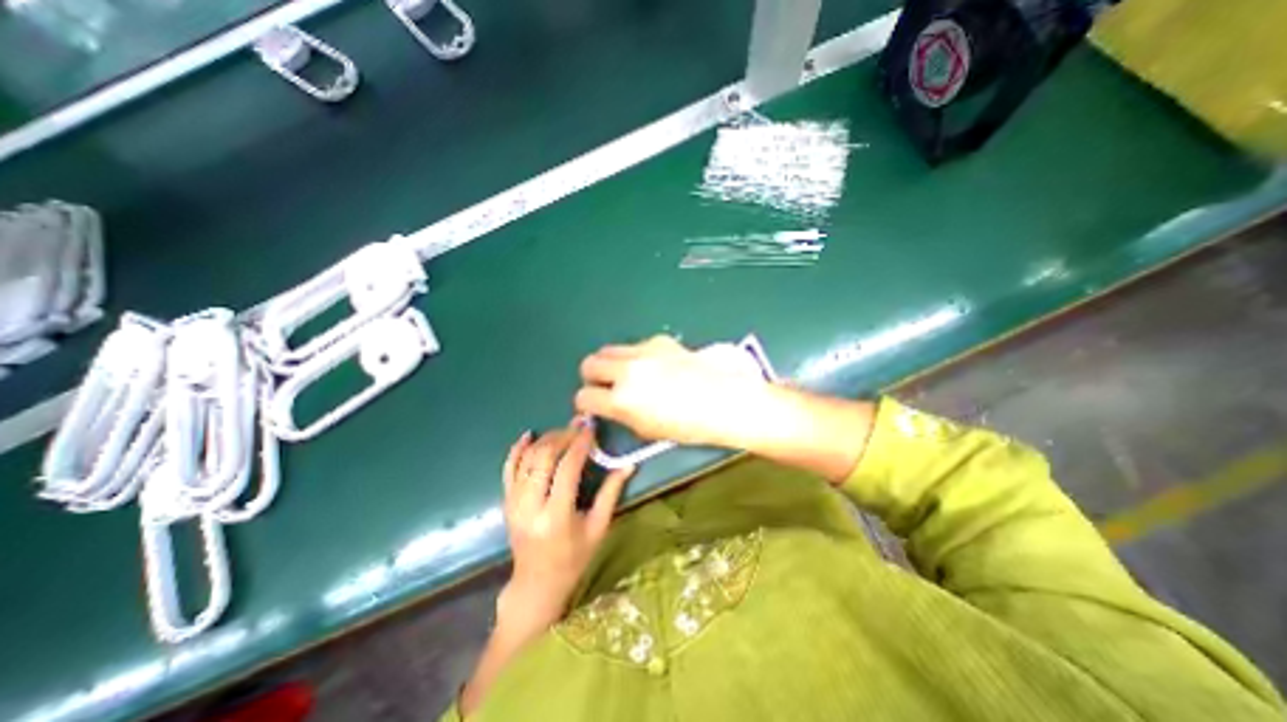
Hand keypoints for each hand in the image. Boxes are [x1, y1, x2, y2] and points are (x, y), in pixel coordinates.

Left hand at [496, 420, 632, 628]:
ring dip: (545, 440)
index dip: (579, 444)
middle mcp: (530, 507)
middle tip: (578, 426)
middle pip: (544, 458)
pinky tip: (529, 435)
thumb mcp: (598, 527)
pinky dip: (517, 450)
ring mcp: (514, 504)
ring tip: (563, 431)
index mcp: (556, 516)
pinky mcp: (506, 502)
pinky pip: (508, 469)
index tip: (591, 428)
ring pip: (527, 459)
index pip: (567, 469)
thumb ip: (611, 493)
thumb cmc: (574, 558)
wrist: (537, 583)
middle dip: (562, 436)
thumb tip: (629, 465)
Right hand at [577, 335, 772, 448]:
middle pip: (589, 364)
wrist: (725, 400)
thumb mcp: (648, 430)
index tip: (592, 405)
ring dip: (610, 363)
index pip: (584, 397)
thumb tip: (611, 405)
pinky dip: (636, 356)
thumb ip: (622, 414)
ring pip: (608, 349)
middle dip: (591, 377)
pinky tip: (655, 366)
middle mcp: (626, 371)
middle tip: (604, 386)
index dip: (585, 403)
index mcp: (622, 401)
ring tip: (626, 374)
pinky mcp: (659, 341)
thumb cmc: (689, 426)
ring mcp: (643, 352)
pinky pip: (635, 346)